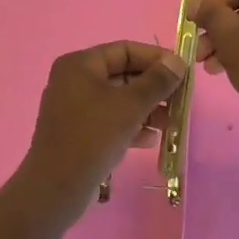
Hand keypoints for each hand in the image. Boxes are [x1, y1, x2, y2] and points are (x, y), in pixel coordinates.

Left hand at [17, 41, 187, 211]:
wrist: (56, 187)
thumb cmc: (93, 137)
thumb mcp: (130, 106)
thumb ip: (157, 81)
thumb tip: (178, 60)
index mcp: (80, 64)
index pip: (124, 50)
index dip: (156, 58)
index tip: (183, 71)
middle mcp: (74, 80)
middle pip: (122, 74)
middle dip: (153, 87)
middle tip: (180, 100)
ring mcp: (74, 108)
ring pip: (118, 100)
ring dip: (146, 109)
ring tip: (171, 123)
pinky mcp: (77, 132)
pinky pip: (109, 120)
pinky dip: (130, 125)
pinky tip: (151, 140)